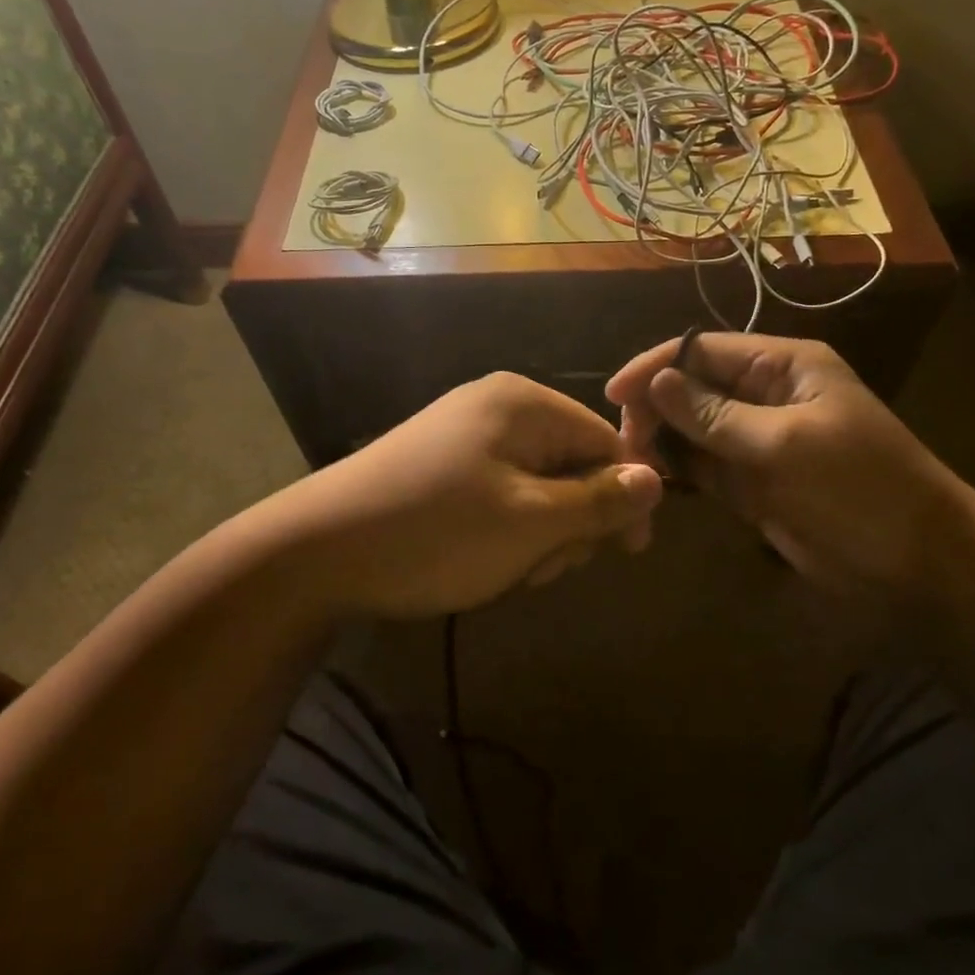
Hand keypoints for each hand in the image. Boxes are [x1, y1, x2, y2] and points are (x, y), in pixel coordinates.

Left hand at [274, 372, 663, 620]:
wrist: (318, 549)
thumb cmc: (437, 531)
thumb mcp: (531, 522)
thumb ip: (599, 500)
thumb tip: (657, 479)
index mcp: (524, 403)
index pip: (605, 441)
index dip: (624, 496)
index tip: (628, 554)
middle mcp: (497, 407)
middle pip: (570, 463)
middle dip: (570, 522)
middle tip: (543, 568)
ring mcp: (464, 434)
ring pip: (536, 486)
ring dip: (538, 535)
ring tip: (508, 571)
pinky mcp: (441, 465)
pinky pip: (499, 492)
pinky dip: (504, 530)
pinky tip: (482, 561)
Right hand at [607, 333, 966, 603]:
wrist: (921, 568)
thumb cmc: (860, 491)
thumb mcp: (786, 446)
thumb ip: (716, 415)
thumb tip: (657, 382)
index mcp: (782, 367)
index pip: (704, 350)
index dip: (656, 366)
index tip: (613, 394)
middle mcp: (765, 395)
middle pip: (692, 387)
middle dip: (655, 408)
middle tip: (625, 443)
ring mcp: (757, 440)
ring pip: (692, 428)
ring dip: (661, 441)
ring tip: (631, 465)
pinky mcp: (752, 482)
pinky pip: (703, 466)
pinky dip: (678, 472)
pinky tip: (654, 482)